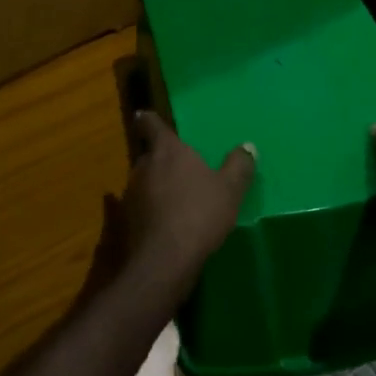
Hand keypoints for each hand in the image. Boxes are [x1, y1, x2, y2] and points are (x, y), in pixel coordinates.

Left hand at [99, 111, 255, 296]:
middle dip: (160, 158)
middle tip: (177, 166)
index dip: (148, 119)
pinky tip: (158, 219)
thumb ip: (238, 166)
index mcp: (167, 151)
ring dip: (154, 185)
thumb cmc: (200, 214)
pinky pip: (138, 206)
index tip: (143, 115)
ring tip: (174, 196)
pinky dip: (147, 208)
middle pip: (148, 155)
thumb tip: (248, 146)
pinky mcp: (127, 221)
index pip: (152, 125)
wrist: (165, 261)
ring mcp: (131, 194)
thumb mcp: (230, 190)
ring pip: (143, 181)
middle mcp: (144, 166)